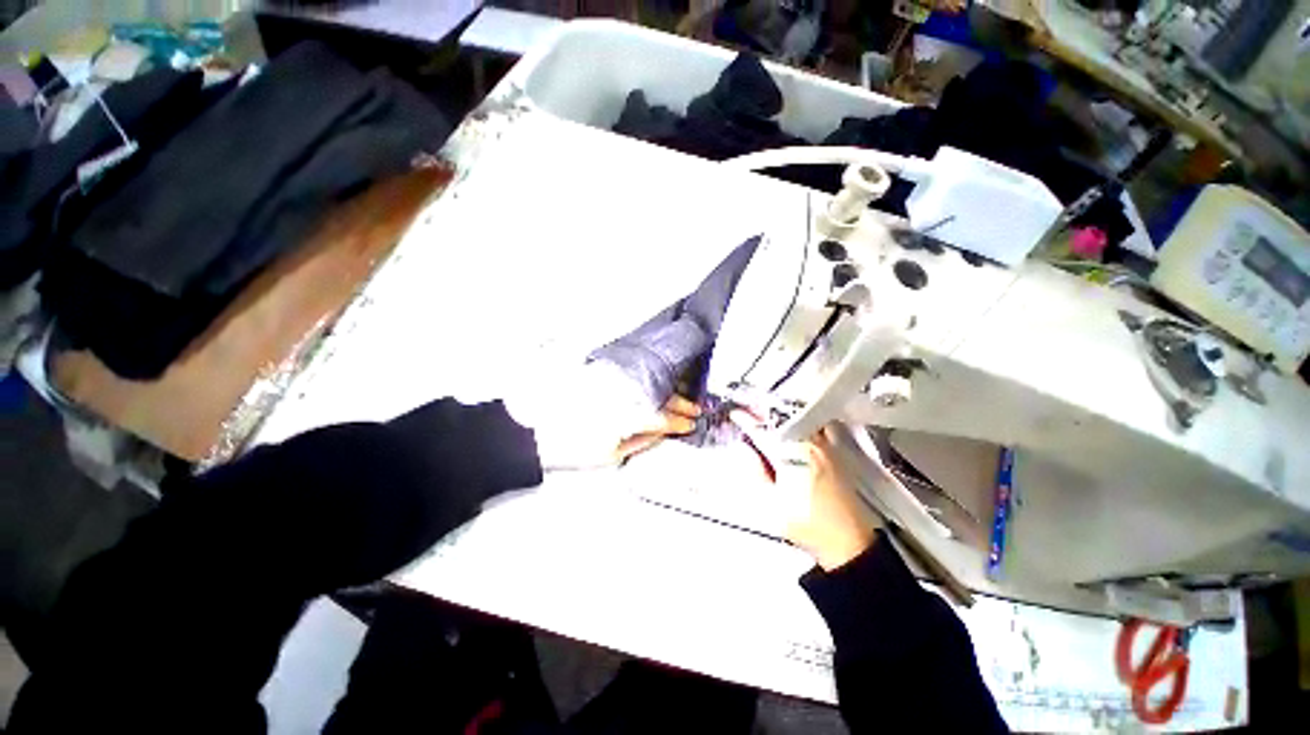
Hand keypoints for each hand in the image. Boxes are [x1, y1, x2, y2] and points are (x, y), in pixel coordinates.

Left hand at [504, 362, 698, 470]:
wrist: (535, 432)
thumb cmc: (571, 448)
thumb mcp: (611, 454)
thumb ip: (641, 440)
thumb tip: (661, 432)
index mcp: (627, 414)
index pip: (661, 416)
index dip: (679, 421)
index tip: (689, 424)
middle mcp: (622, 392)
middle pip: (658, 395)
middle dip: (679, 403)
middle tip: (693, 409)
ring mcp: (612, 380)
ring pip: (648, 381)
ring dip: (667, 389)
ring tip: (680, 396)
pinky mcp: (600, 374)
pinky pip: (632, 374)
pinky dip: (647, 380)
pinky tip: (655, 383)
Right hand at [732, 414, 880, 570]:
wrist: (848, 542)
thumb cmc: (808, 525)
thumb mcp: (771, 504)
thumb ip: (756, 472)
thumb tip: (745, 449)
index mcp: (792, 456)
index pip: (764, 432)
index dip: (748, 421)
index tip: (736, 414)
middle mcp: (811, 445)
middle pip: (785, 418)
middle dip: (765, 410)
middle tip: (751, 407)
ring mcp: (826, 447)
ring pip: (803, 419)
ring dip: (784, 413)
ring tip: (770, 412)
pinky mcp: (836, 454)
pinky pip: (819, 426)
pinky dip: (805, 420)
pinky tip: (798, 423)